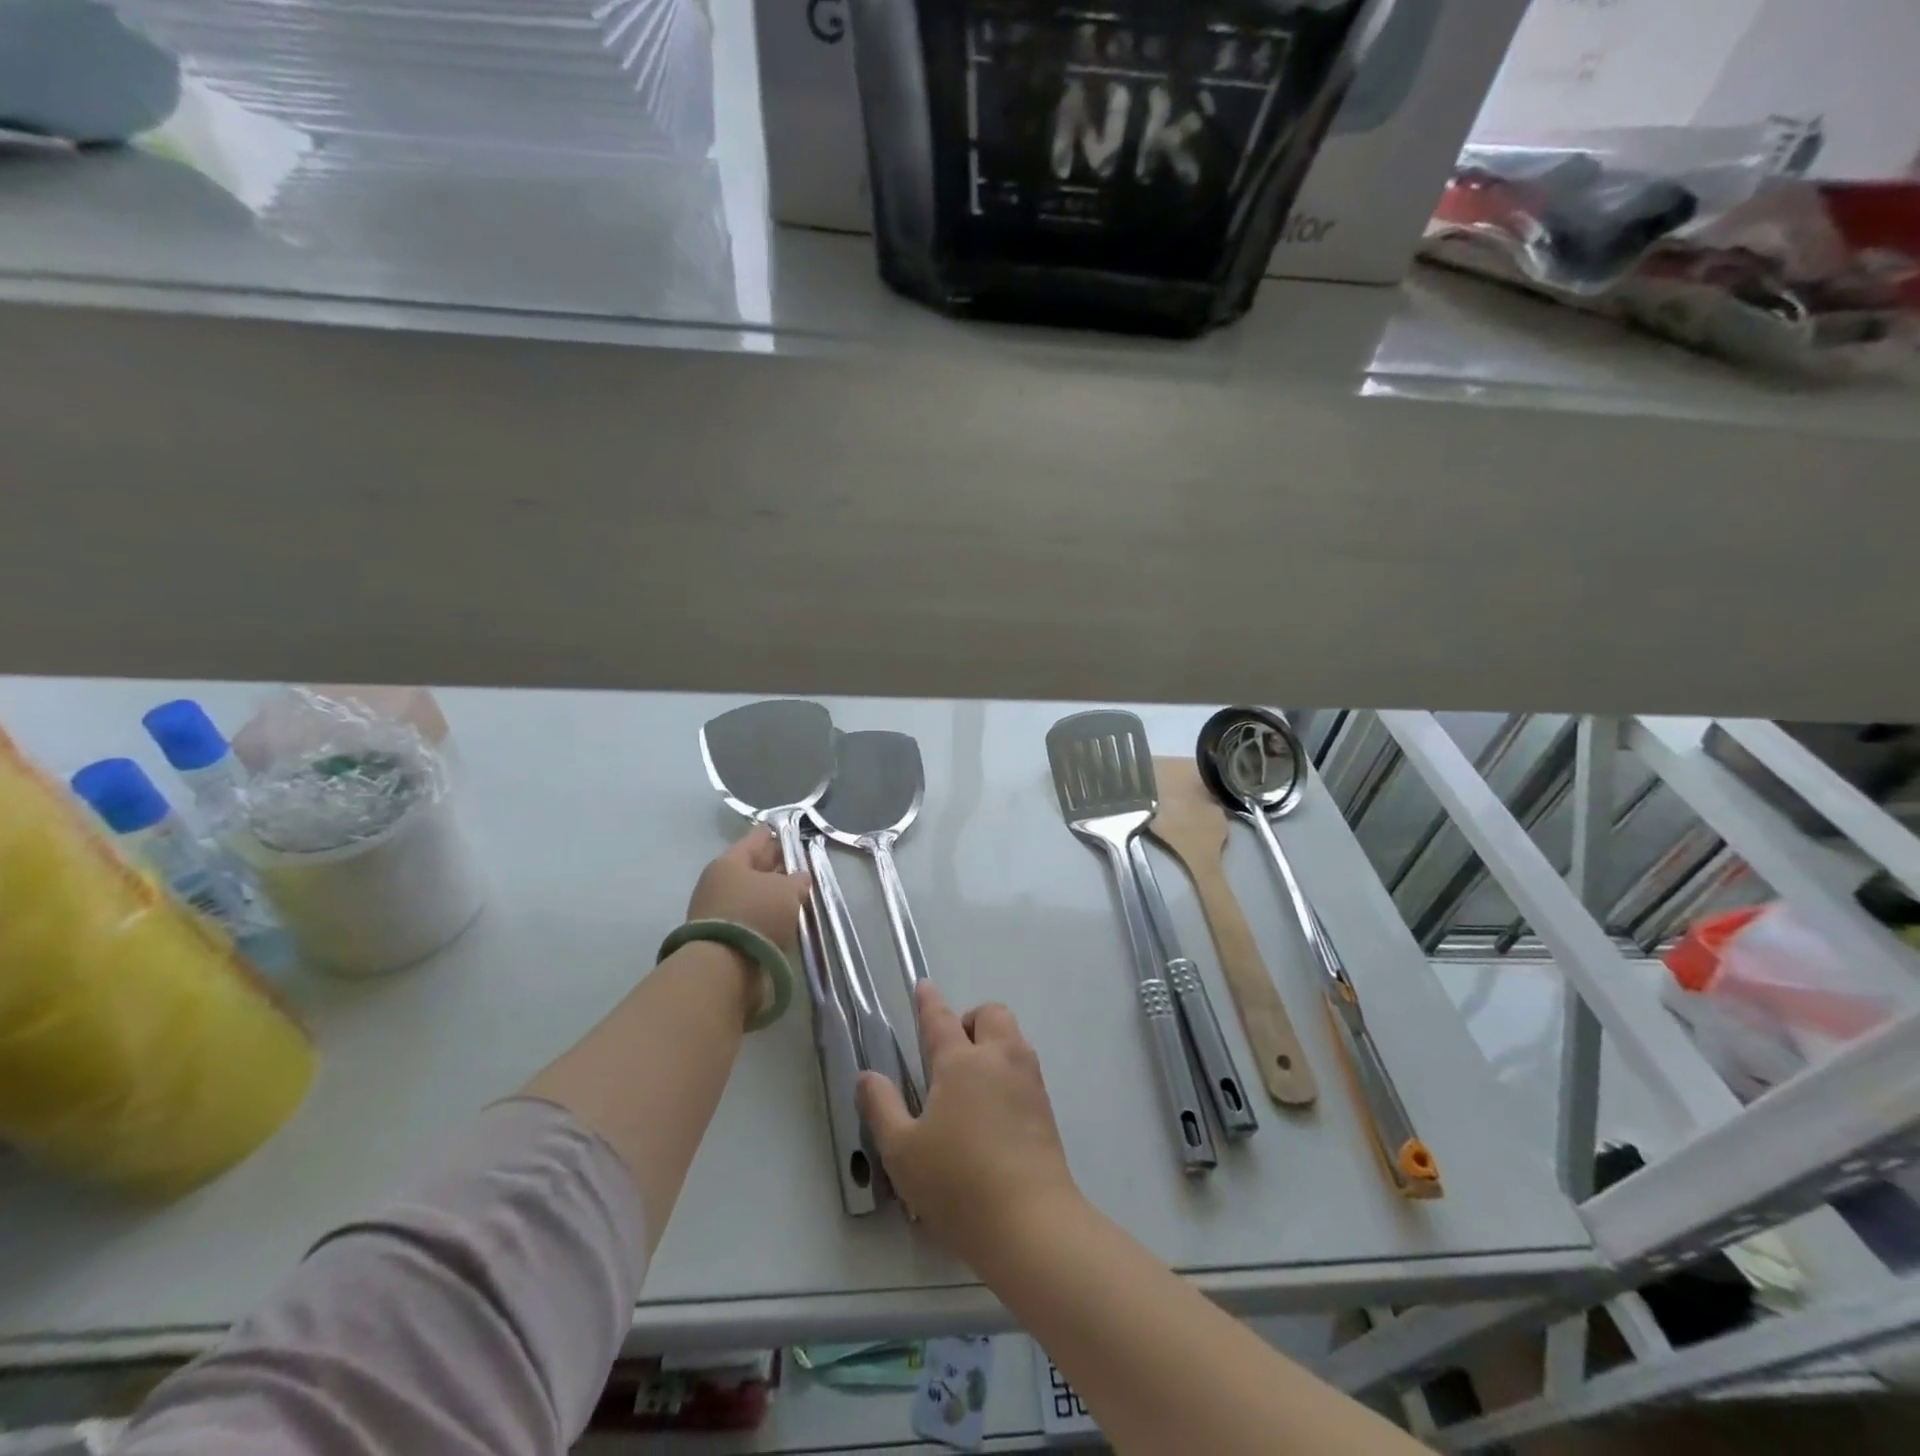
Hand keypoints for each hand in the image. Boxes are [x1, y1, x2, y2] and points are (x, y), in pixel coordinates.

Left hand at [686, 826, 810, 959]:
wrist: (724, 968)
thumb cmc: (756, 914)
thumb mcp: (787, 890)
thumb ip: (797, 880)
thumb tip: (800, 878)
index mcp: (729, 862)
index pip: (757, 839)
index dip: (776, 834)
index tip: (791, 831)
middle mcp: (719, 883)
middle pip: (753, 867)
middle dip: (776, 865)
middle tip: (799, 862)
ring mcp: (718, 911)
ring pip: (753, 894)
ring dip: (772, 894)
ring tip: (797, 894)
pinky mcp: (724, 937)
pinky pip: (751, 917)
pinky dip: (766, 916)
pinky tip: (784, 919)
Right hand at [857, 983, 1081, 1266]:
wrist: (1031, 1223)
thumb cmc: (957, 1183)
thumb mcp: (902, 1152)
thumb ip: (881, 1108)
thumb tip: (867, 1076)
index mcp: (961, 1062)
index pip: (941, 1019)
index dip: (929, 1001)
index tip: (924, 986)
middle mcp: (999, 1059)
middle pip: (990, 1014)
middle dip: (971, 1020)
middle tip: (951, 1053)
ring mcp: (1028, 1081)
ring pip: (1013, 1038)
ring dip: (993, 1042)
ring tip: (971, 1083)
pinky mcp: (1045, 1108)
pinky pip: (1025, 1068)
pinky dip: (1008, 1071)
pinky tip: (993, 1110)